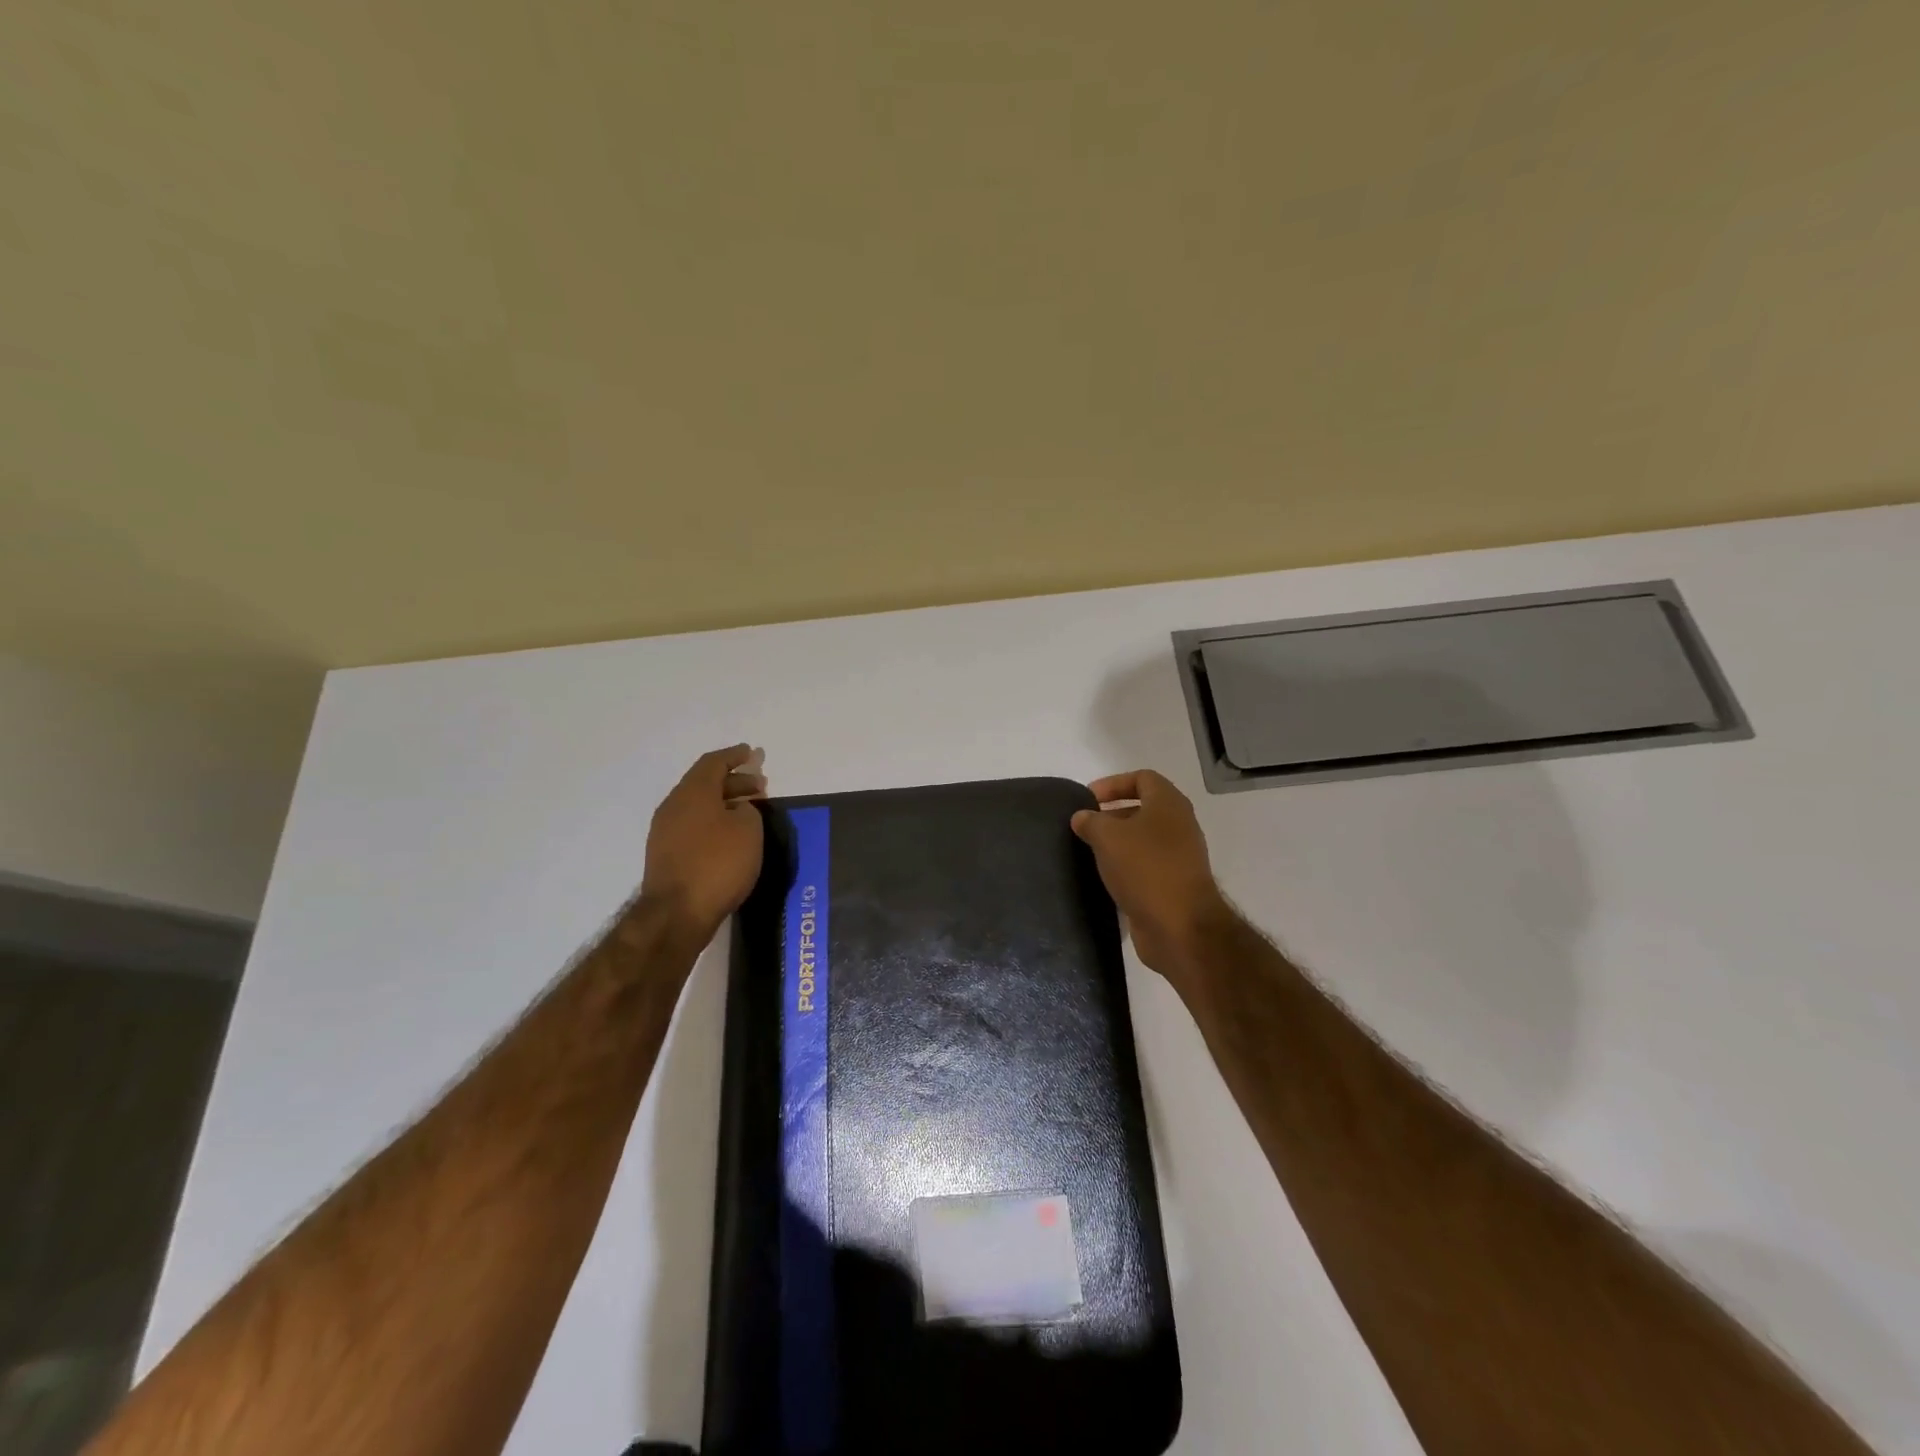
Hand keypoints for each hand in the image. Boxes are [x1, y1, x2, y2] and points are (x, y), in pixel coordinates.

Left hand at [639, 745, 767, 941]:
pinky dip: (714, 822)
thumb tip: (737, 811)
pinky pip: (693, 826)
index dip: (734, 756)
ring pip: (699, 806)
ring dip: (724, 803)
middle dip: (734, 781)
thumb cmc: (718, 864)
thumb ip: (747, 811)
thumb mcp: (748, 830)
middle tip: (760, 786)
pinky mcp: (666, 855)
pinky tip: (731, 837)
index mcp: (693, 792)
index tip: (751, 753)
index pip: (714, 762)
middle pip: (705, 783)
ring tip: (749, 812)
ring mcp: (665, 831)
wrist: (677, 913)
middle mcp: (674, 805)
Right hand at [1071, 770, 1233, 986]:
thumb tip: (1082, 817)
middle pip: (1143, 808)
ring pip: (1144, 839)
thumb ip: (1091, 821)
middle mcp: (1179, 826)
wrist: (1180, 927)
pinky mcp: (1174, 884)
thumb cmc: (1145, 869)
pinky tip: (1105, 877)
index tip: (1088, 799)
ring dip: (1118, 842)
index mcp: (1169, 804)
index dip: (1113, 783)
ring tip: (1090, 852)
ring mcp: (1180, 857)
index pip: (1142, 778)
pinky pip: (1146, 865)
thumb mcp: (1108, 837)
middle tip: (1085, 826)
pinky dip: (1126, 866)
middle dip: (1112, 814)